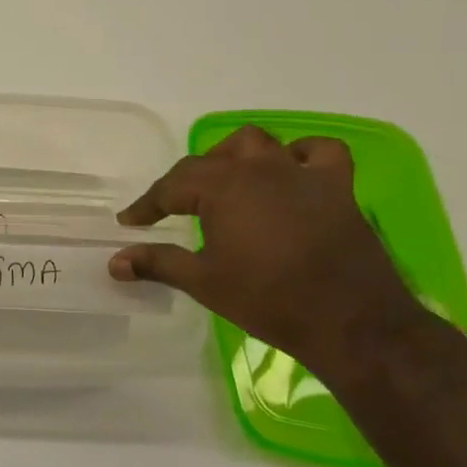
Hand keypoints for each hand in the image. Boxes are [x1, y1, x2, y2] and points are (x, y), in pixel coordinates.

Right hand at [108, 125, 421, 374]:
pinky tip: (290, 172)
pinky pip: (320, 152)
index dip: (147, 205)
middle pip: (208, 161)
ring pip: (256, 143)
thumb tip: (114, 262)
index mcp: (222, 188)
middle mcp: (257, 170)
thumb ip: (157, 264)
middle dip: (185, 181)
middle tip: (175, 209)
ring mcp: (300, 174)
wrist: (352, 323)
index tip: (131, 222)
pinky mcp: (336, 188)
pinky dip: (301, 154)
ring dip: (234, 156)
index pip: (170, 187)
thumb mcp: (204, 283)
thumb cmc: (269, 300)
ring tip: (225, 180)